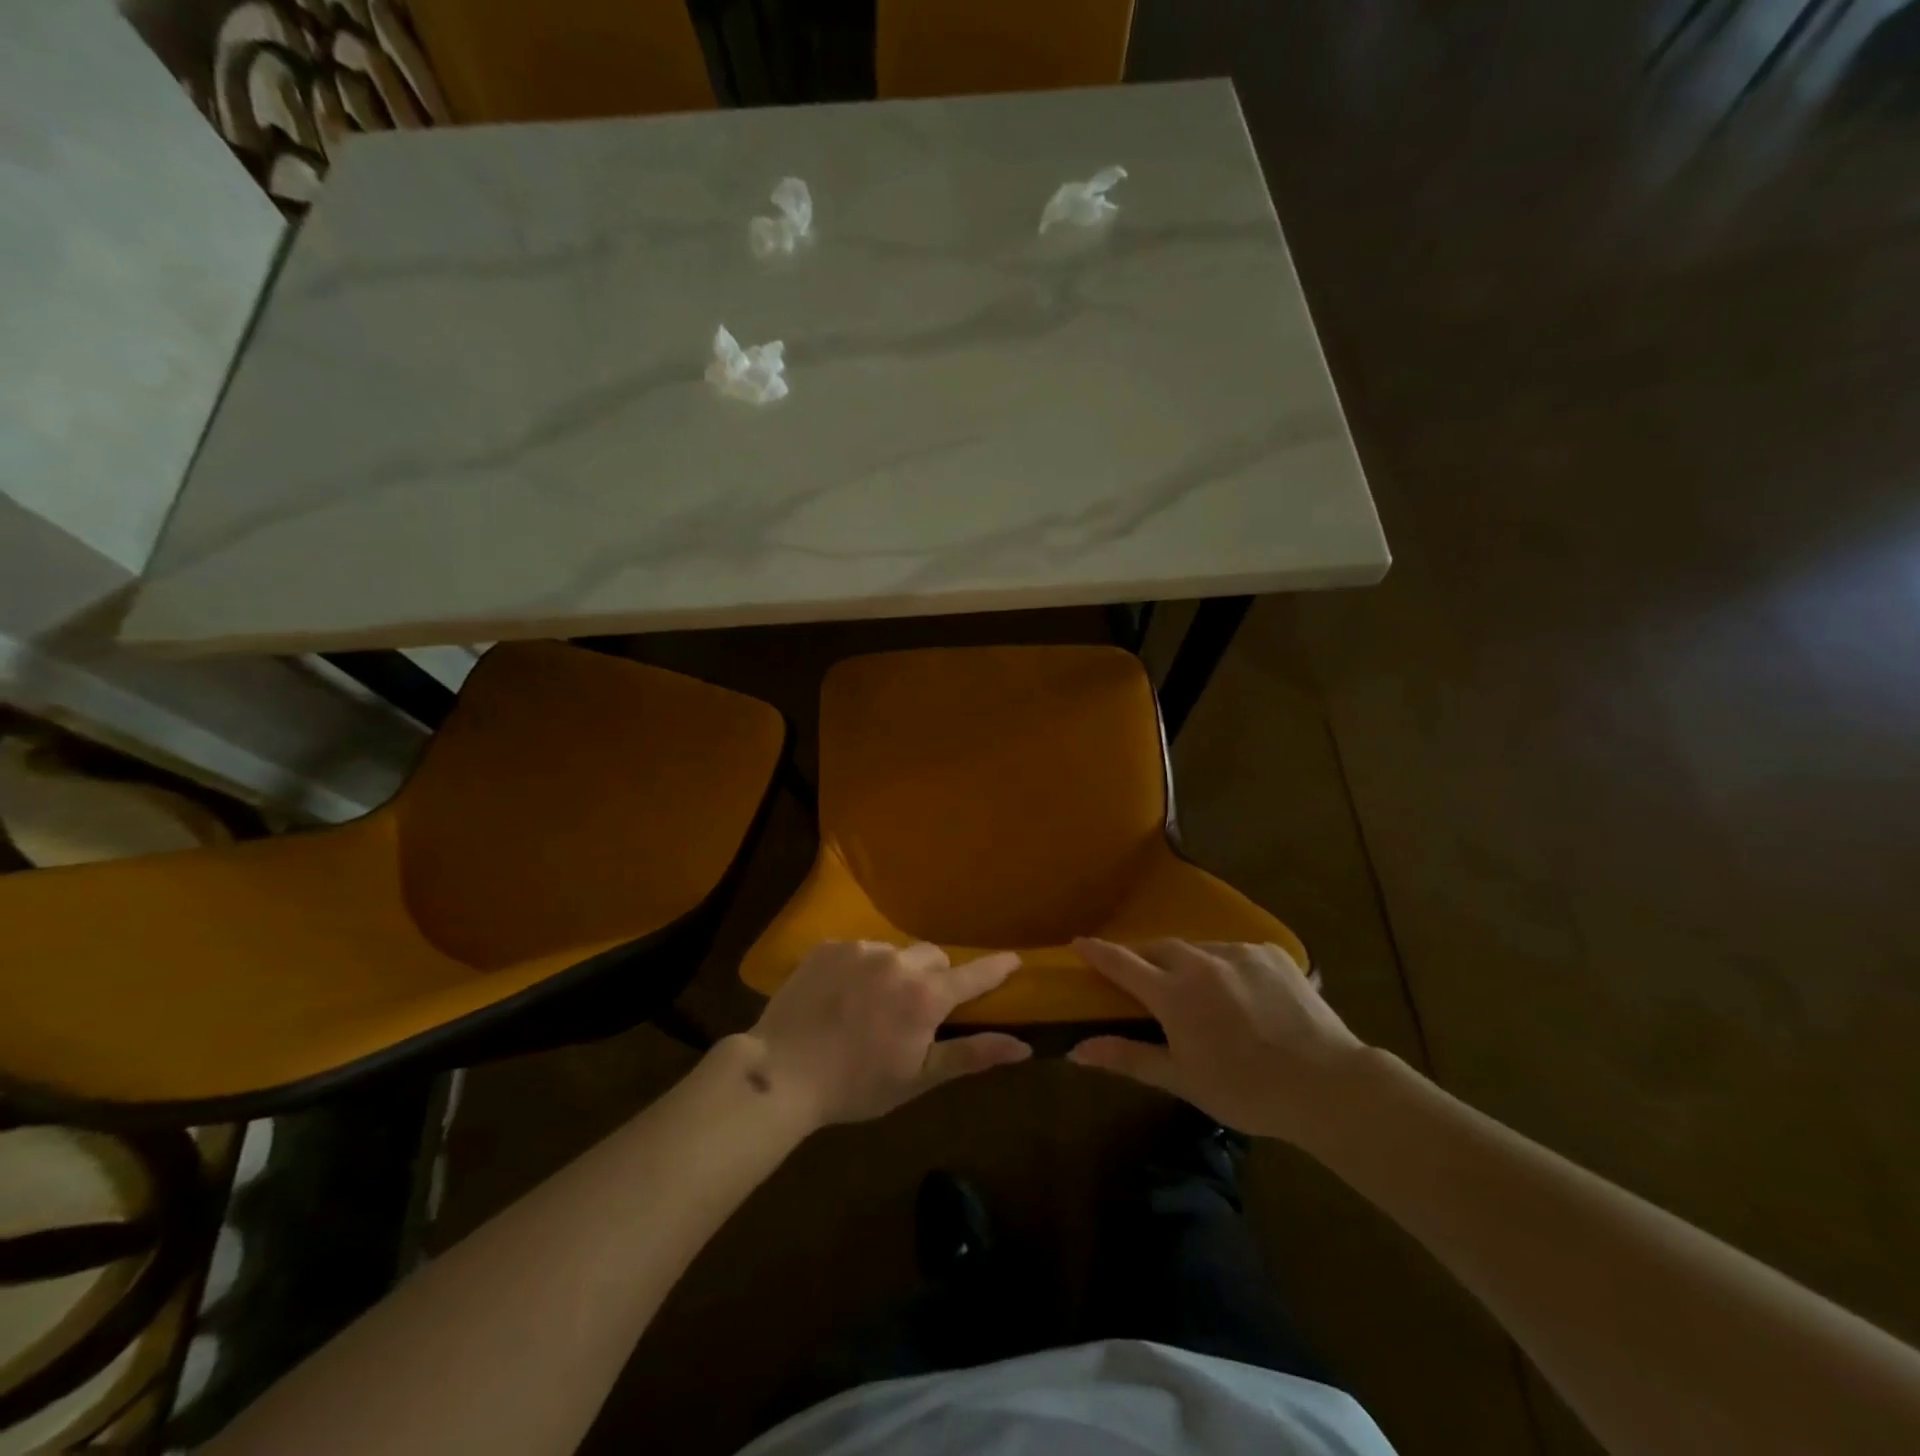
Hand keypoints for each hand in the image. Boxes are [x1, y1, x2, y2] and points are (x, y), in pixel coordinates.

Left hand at [748, 940, 1031, 1126]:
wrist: (781, 1072)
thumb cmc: (856, 1085)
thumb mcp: (917, 1078)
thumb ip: (971, 1055)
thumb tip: (1022, 1046)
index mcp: (925, 995)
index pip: (972, 975)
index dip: (995, 968)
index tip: (1014, 959)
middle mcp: (898, 961)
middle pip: (932, 958)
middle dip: (933, 978)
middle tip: (915, 1009)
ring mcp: (861, 949)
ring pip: (894, 953)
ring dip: (894, 972)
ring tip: (869, 1006)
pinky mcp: (829, 946)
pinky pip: (859, 950)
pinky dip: (860, 968)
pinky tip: (840, 997)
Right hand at [1068, 939, 1366, 1144]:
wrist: (1328, 1085)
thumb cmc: (1246, 1090)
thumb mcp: (1182, 1079)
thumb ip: (1127, 1057)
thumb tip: (1077, 1050)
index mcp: (1173, 994)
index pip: (1122, 963)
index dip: (1097, 952)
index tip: (1078, 943)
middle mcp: (1200, 962)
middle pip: (1158, 948)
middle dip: (1143, 958)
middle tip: (1141, 978)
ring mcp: (1238, 952)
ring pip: (1198, 949)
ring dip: (1186, 963)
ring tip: (1197, 991)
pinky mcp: (1271, 953)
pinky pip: (1234, 952)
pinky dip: (1225, 966)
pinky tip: (1239, 992)